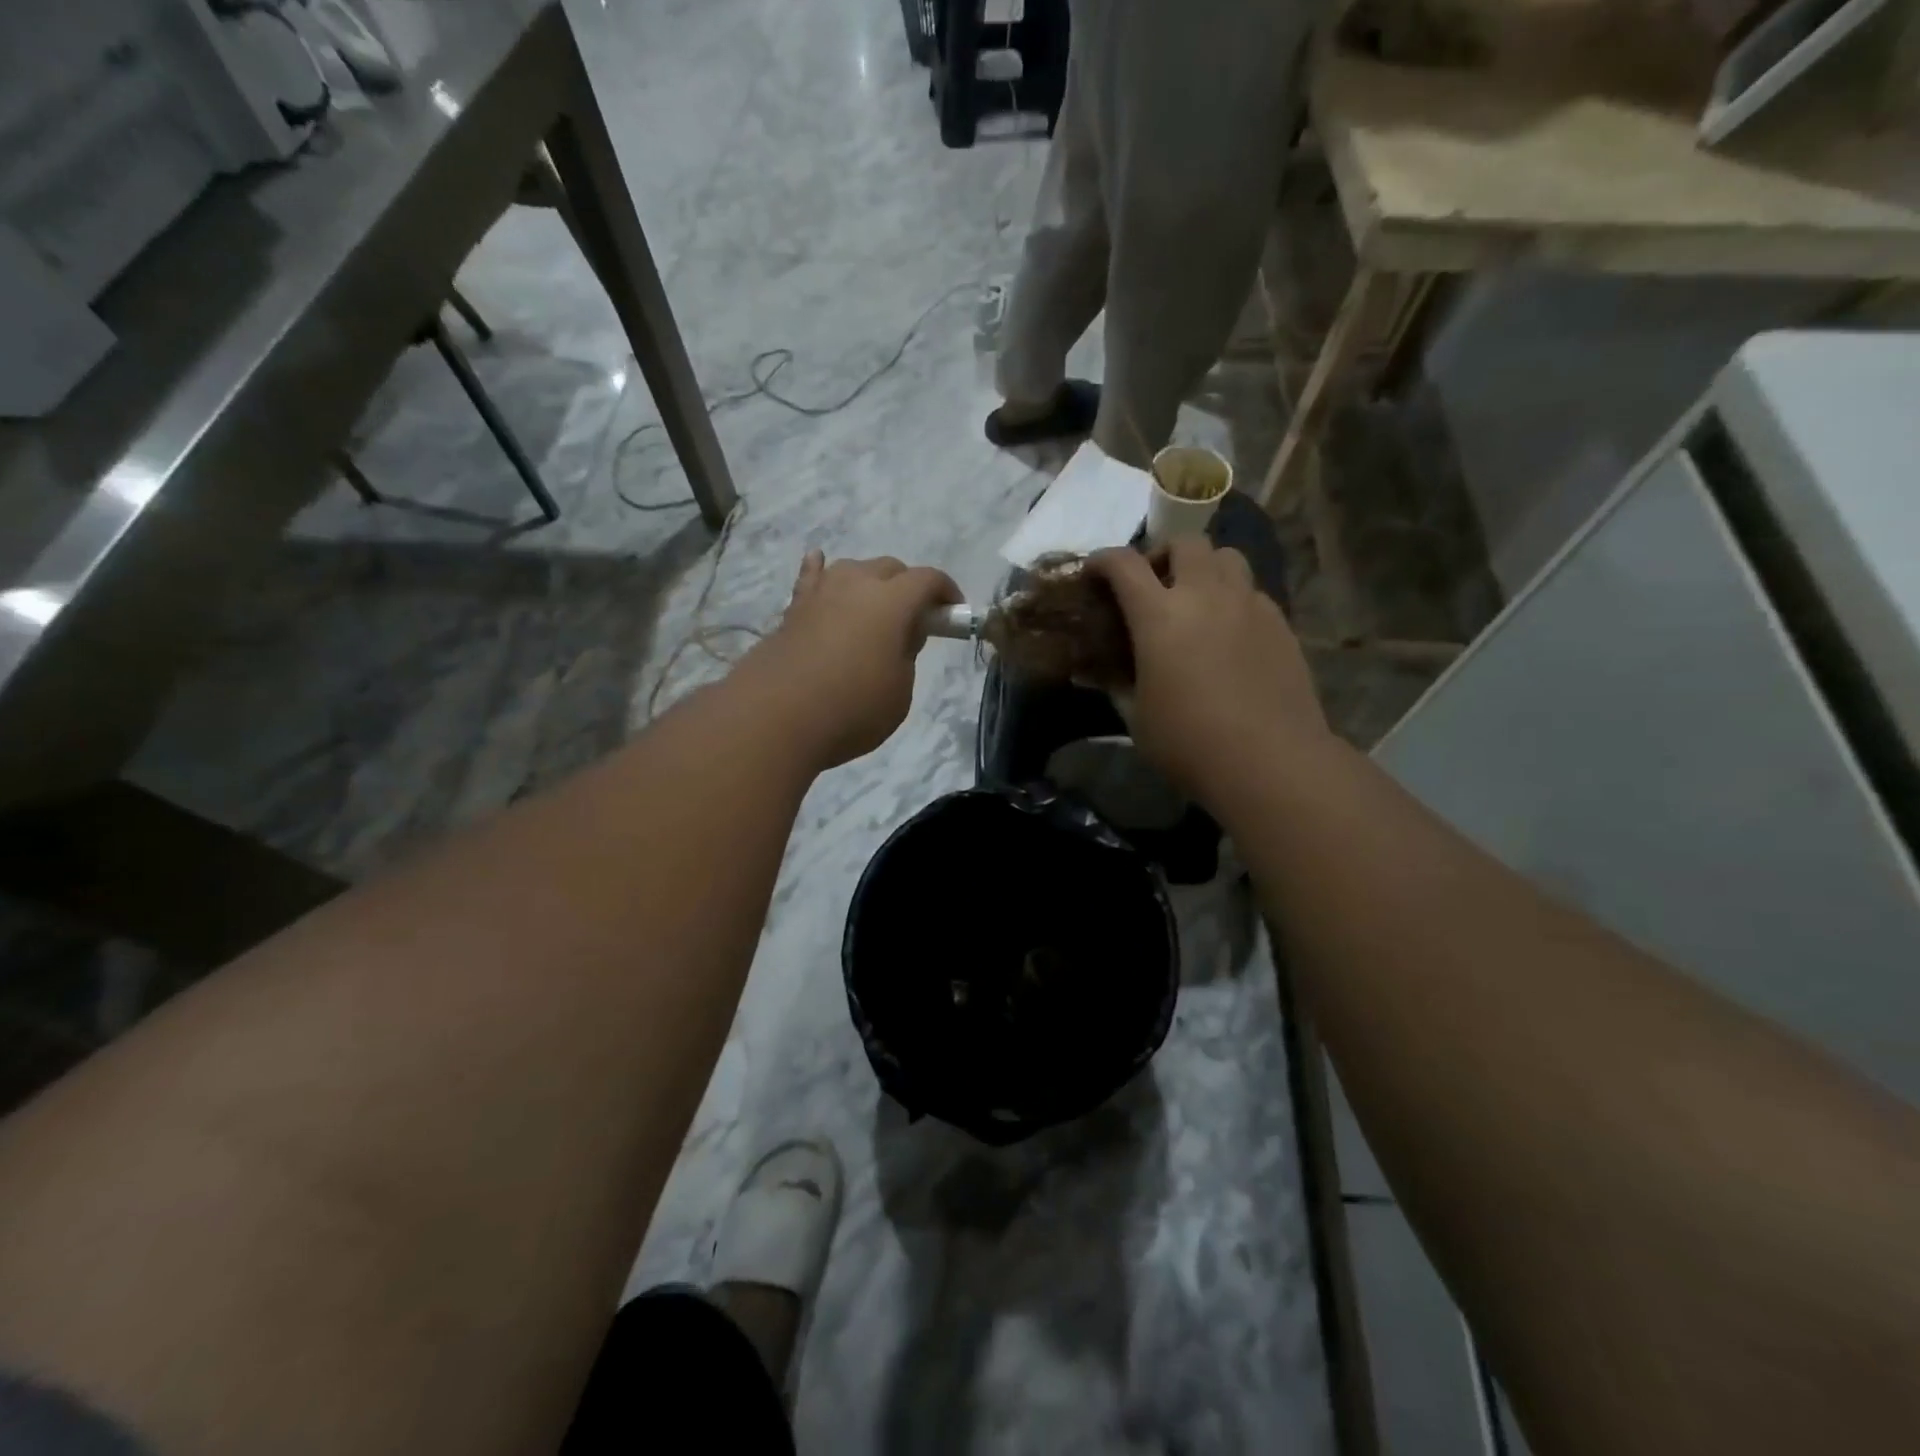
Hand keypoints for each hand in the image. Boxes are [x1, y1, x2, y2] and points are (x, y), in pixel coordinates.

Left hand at [746, 550, 961, 768]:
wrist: (776, 717)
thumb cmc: (852, 709)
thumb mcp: (899, 692)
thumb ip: (906, 656)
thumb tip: (901, 635)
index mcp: (891, 602)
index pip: (927, 580)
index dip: (946, 592)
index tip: (953, 612)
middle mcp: (856, 585)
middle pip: (890, 568)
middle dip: (908, 587)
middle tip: (914, 620)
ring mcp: (820, 593)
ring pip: (852, 569)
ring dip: (869, 581)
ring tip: (873, 605)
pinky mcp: (792, 610)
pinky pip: (810, 579)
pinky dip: (819, 570)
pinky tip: (819, 562)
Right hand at [1087, 540, 1330, 806]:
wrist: (1270, 762)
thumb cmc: (1189, 744)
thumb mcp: (1137, 718)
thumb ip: (1117, 685)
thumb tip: (1099, 673)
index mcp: (1160, 616)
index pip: (1123, 564)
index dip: (1102, 561)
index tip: (1093, 572)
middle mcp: (1206, 595)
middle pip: (1184, 543)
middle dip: (1161, 554)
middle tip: (1153, 585)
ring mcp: (1249, 605)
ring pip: (1227, 557)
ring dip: (1204, 567)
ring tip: (1196, 599)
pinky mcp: (1280, 623)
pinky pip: (1252, 590)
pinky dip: (1233, 597)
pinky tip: (1228, 632)